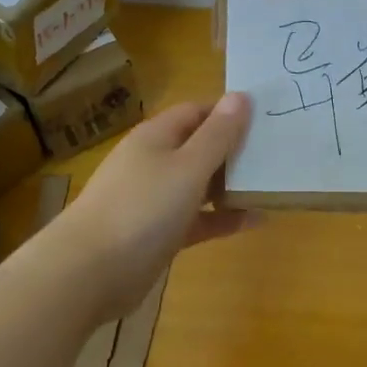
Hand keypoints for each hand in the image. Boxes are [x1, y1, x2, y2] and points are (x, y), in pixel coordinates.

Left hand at [45, 93, 258, 320]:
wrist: (90, 271)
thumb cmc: (143, 208)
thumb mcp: (188, 166)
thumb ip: (218, 134)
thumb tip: (241, 96)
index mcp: (157, 137)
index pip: (196, 111)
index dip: (228, 112)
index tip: (265, 120)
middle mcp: (154, 163)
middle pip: (198, 147)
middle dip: (234, 150)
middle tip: (276, 154)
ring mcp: (154, 200)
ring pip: (199, 184)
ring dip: (231, 185)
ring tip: (272, 185)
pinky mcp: (158, 233)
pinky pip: (197, 219)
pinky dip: (222, 218)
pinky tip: (255, 221)